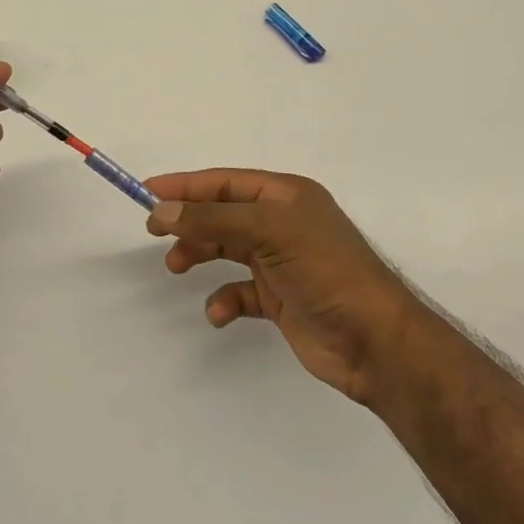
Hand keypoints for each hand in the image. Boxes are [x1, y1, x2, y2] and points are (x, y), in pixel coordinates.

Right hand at [145, 169, 414, 402]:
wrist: (376, 342)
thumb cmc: (325, 271)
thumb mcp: (268, 232)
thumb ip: (212, 219)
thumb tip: (162, 209)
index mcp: (286, 196)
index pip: (226, 182)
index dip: (186, 185)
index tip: (148, 190)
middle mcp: (283, 223)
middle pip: (223, 213)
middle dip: (190, 221)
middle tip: (154, 231)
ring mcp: (282, 262)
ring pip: (228, 248)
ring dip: (201, 254)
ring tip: (176, 267)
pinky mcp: (281, 299)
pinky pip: (241, 291)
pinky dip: (225, 298)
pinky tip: (219, 312)